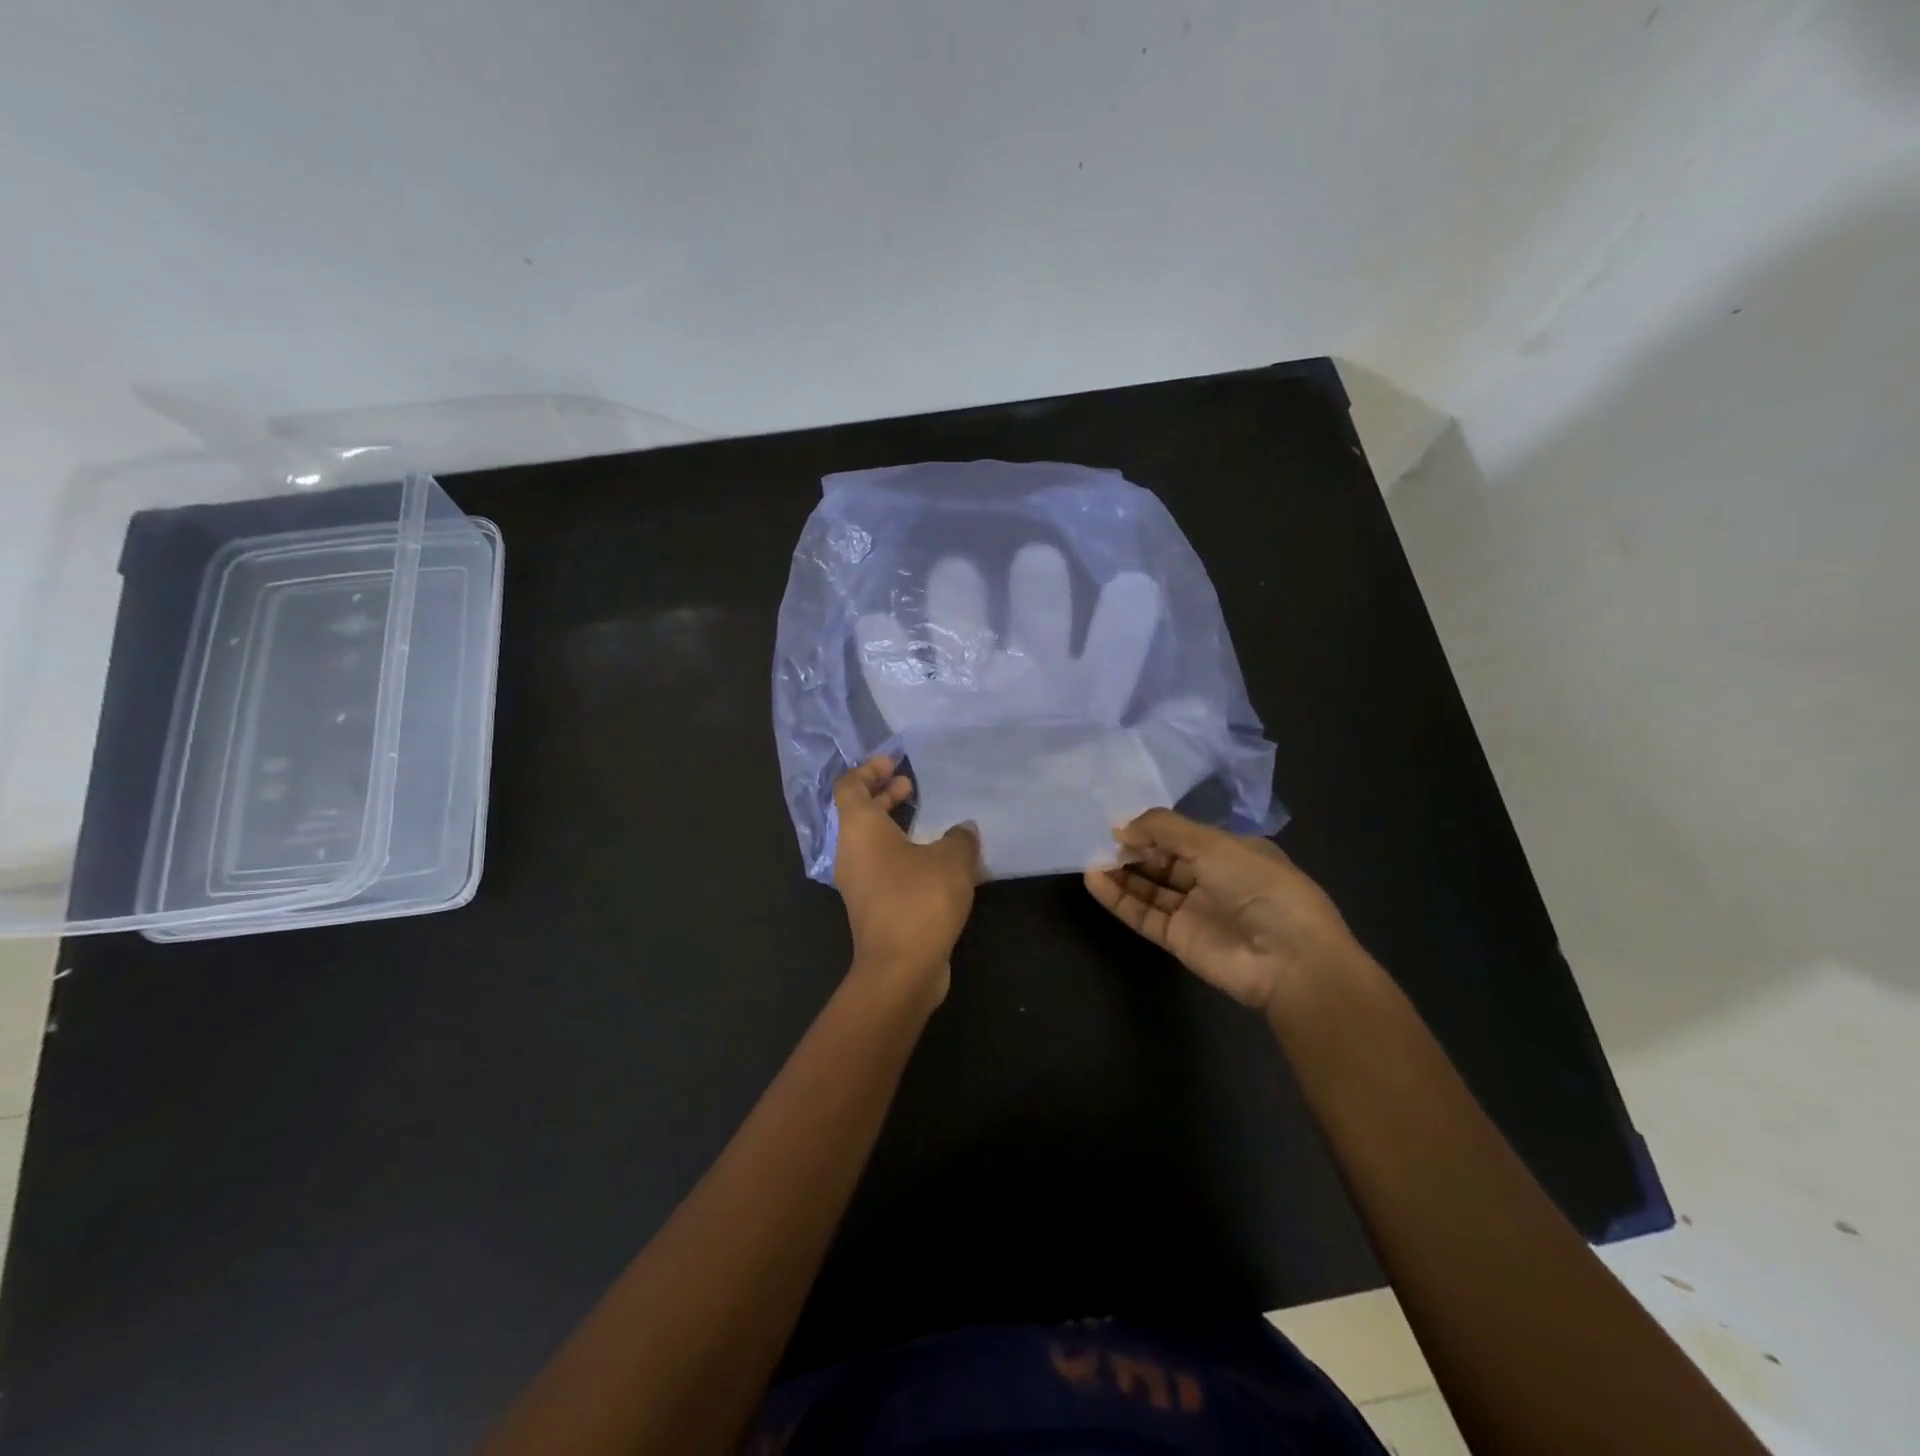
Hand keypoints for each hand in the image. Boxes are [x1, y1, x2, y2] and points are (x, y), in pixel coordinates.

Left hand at [833, 757, 980, 1004]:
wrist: (900, 969)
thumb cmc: (919, 900)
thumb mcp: (952, 859)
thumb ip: (961, 837)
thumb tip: (963, 829)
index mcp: (860, 830)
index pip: (849, 786)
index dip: (869, 769)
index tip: (894, 762)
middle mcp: (851, 853)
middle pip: (859, 813)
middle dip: (884, 796)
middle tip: (910, 785)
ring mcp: (859, 884)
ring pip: (872, 843)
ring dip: (896, 827)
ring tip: (930, 821)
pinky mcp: (873, 908)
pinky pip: (885, 868)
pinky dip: (905, 856)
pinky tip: (940, 863)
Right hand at [1083, 809, 1363, 1014]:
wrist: (1288, 959)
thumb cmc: (1259, 887)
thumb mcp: (1213, 844)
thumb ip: (1163, 830)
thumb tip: (1120, 827)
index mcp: (1232, 852)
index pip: (1183, 836)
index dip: (1152, 829)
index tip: (1119, 823)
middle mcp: (1213, 879)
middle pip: (1164, 861)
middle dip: (1134, 850)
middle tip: (1099, 841)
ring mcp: (1195, 912)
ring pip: (1150, 888)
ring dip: (1122, 874)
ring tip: (1089, 859)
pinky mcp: (1179, 940)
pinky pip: (1144, 915)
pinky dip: (1120, 899)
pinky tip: (1095, 881)